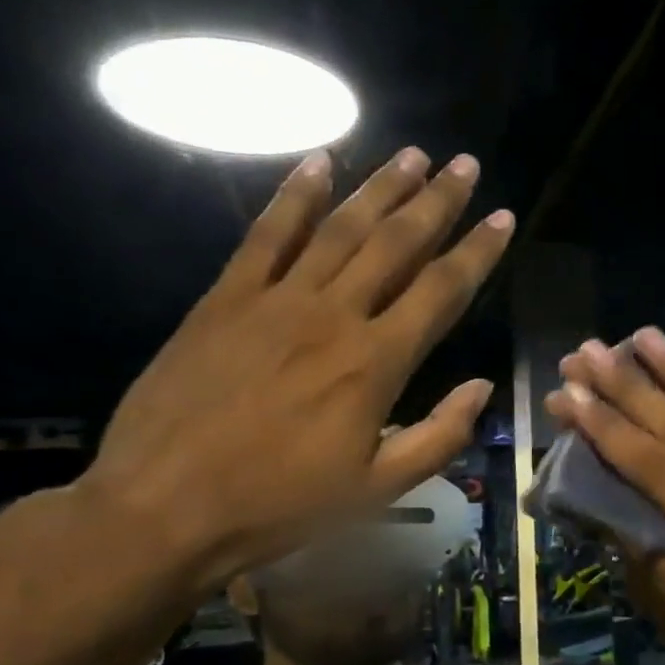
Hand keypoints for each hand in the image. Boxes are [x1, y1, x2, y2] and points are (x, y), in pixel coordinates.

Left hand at [81, 147, 512, 593]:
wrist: (162, 509)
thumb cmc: (279, 506)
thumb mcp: (376, 491)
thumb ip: (438, 436)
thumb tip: (482, 386)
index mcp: (376, 362)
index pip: (442, 289)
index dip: (477, 250)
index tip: (502, 215)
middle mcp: (335, 315)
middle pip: (397, 243)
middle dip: (437, 200)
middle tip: (464, 163)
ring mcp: (277, 300)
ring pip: (340, 228)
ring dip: (380, 187)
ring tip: (412, 154)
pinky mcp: (226, 298)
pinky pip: (266, 234)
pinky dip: (295, 196)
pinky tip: (319, 162)